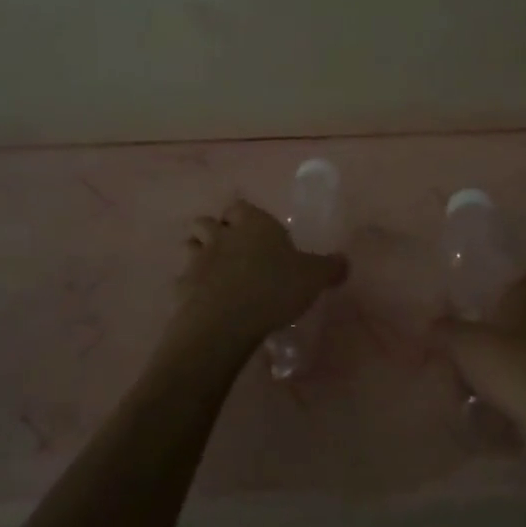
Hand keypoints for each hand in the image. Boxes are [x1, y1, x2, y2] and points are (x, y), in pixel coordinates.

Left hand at [174, 198, 348, 348]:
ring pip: (190, 246)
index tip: (253, 231)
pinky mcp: (181, 287)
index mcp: (253, 224)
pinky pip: (183, 281)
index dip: (243, 216)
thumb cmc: (275, 288)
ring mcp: (197, 260)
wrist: (228, 320)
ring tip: (214, 274)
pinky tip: (204, 303)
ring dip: (198, 254)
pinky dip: (190, 288)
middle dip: (215, 232)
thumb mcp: (314, 277)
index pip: (240, 206)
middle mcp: (222, 235)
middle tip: (231, 251)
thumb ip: (330, 268)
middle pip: (207, 222)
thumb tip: (344, 262)